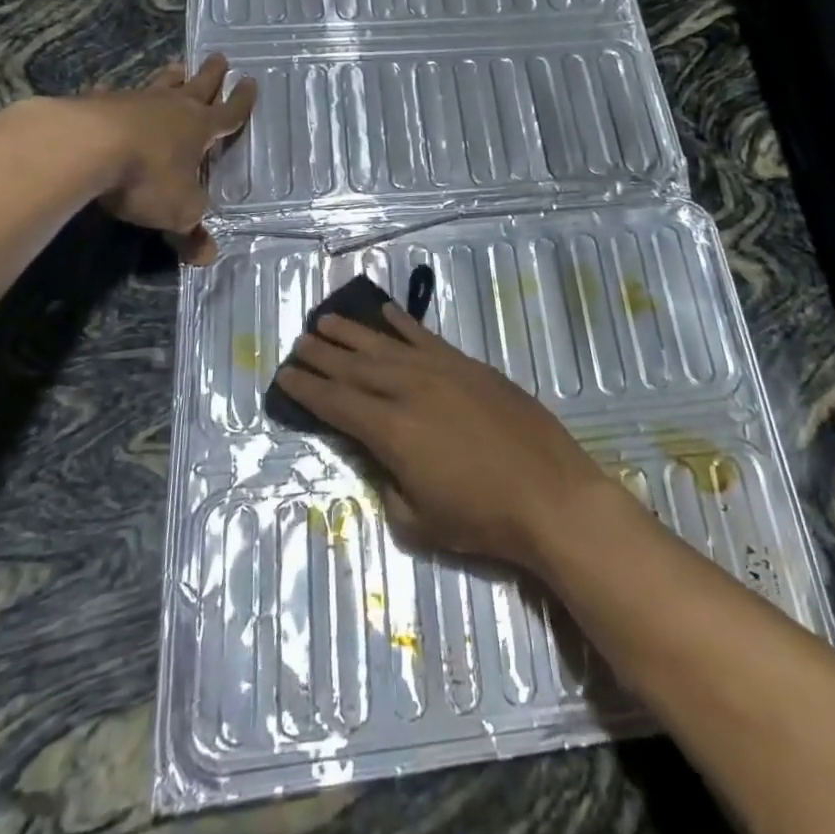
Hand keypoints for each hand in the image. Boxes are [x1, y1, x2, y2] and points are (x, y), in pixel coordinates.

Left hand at [76, 53, 254, 263]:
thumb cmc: (146, 177)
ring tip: (176, 66)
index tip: (251, 82)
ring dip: (170, 77)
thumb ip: (192, 231)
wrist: (84, 148)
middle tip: (219, 57)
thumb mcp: (178, 211)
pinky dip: (112, 94)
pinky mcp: (97, 104)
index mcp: (200, 129)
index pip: (229, 113)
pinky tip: (105, 90)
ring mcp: (134, 102)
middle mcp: (172, 109)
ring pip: (159, 84)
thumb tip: (208, 256)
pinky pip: (110, 96)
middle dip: (212, 75)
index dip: (242, 101)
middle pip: (198, 86)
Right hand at [276, 306, 612, 572]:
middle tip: (299, 342)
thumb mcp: (419, 520)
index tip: (285, 375)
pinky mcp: (470, 366)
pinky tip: (385, 313)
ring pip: (386, 346)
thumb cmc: (482, 519)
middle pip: (356, 368)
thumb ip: (388, 484)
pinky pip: (427, 338)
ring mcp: (442, 372)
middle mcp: (410, 391)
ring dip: (354, 333)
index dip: (308, 390)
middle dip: (323, 355)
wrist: (550, 494)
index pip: (337, 404)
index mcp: (392, 432)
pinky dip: (403, 324)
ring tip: (327, 320)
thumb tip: (379, 459)